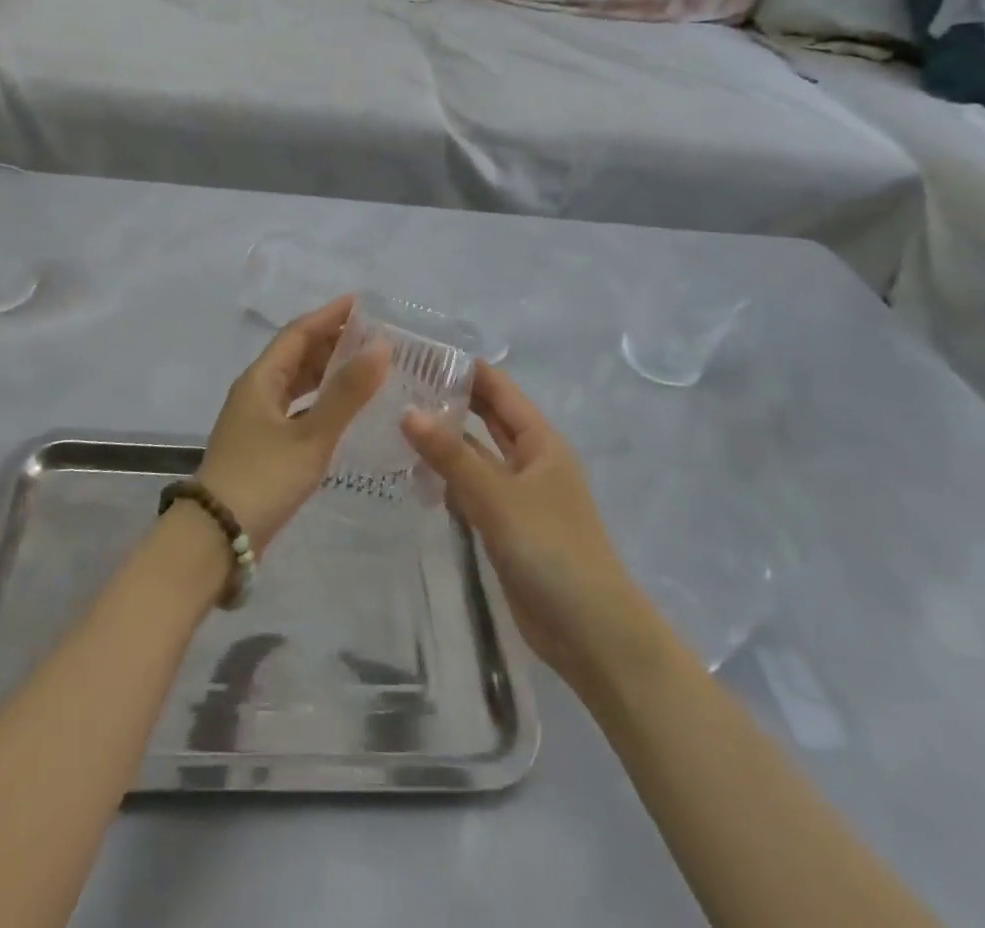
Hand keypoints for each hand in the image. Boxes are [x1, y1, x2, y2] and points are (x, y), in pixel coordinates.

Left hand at [197, 296, 388, 551]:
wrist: (217, 537)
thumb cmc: (263, 479)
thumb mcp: (311, 436)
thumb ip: (347, 393)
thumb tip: (381, 346)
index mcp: (261, 379)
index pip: (297, 333)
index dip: (328, 315)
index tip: (361, 303)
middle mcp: (255, 391)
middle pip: (295, 354)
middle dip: (331, 341)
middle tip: (372, 335)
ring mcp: (256, 419)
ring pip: (295, 382)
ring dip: (326, 371)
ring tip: (364, 366)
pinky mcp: (261, 444)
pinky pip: (295, 407)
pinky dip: (319, 401)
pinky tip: (342, 410)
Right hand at [402, 364, 646, 691]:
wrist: (592, 633)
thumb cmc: (552, 550)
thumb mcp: (498, 497)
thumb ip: (451, 456)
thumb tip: (407, 411)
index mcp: (540, 442)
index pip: (498, 389)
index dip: (463, 368)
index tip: (418, 351)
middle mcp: (530, 461)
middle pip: (486, 419)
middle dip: (449, 400)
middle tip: (396, 384)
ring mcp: (517, 496)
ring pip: (475, 456)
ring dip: (444, 442)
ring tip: (393, 422)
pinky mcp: (505, 527)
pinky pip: (472, 491)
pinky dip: (447, 480)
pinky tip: (412, 475)